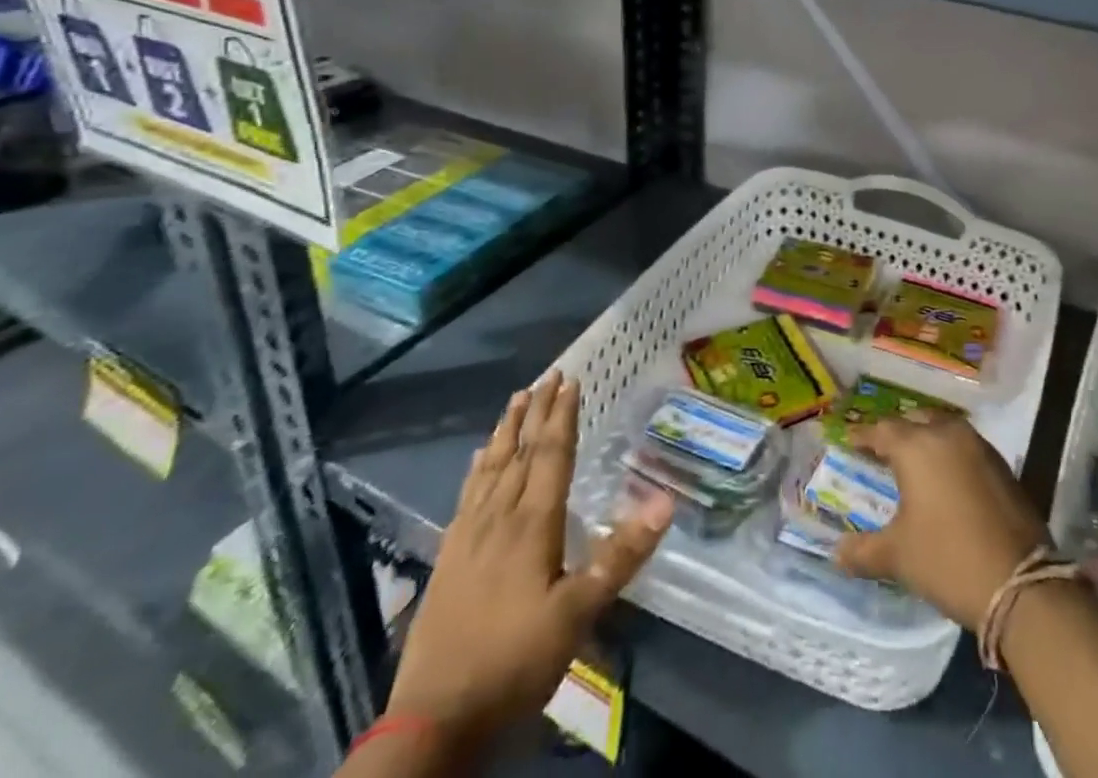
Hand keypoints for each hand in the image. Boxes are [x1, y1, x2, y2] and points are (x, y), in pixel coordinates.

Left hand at [386, 371, 673, 745]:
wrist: (432, 721)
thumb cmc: (514, 662)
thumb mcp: (577, 614)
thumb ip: (620, 555)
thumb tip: (665, 501)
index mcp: (532, 524)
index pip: (551, 456)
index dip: (563, 416)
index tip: (571, 380)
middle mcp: (499, 518)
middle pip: (520, 452)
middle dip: (537, 411)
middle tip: (548, 375)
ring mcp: (468, 537)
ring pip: (491, 468)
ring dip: (507, 430)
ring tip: (516, 399)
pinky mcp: (448, 559)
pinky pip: (467, 496)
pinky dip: (477, 468)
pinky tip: (478, 458)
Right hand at [833, 411, 1048, 628]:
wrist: (1019, 581)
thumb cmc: (947, 559)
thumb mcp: (898, 557)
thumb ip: (863, 550)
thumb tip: (837, 553)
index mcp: (916, 446)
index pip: (882, 430)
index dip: (863, 435)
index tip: (848, 439)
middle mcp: (947, 434)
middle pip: (915, 421)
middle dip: (897, 432)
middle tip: (881, 450)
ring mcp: (978, 446)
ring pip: (944, 428)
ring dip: (926, 438)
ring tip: (913, 461)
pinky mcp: (1001, 464)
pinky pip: (965, 446)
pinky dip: (949, 453)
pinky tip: (945, 477)